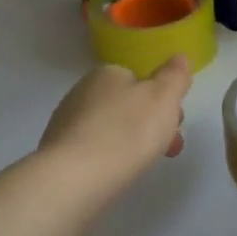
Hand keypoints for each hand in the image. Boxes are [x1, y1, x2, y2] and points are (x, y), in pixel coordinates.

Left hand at [38, 55, 192, 190]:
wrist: (76, 178)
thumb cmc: (127, 132)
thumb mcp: (163, 98)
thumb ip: (174, 76)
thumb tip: (180, 57)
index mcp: (107, 74)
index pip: (139, 81)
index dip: (161, 102)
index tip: (174, 125)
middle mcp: (81, 91)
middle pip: (124, 105)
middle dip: (146, 125)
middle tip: (163, 149)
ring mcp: (65, 122)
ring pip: (107, 129)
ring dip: (126, 143)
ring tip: (139, 167)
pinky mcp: (57, 152)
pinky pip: (91, 150)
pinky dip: (105, 160)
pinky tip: (112, 175)